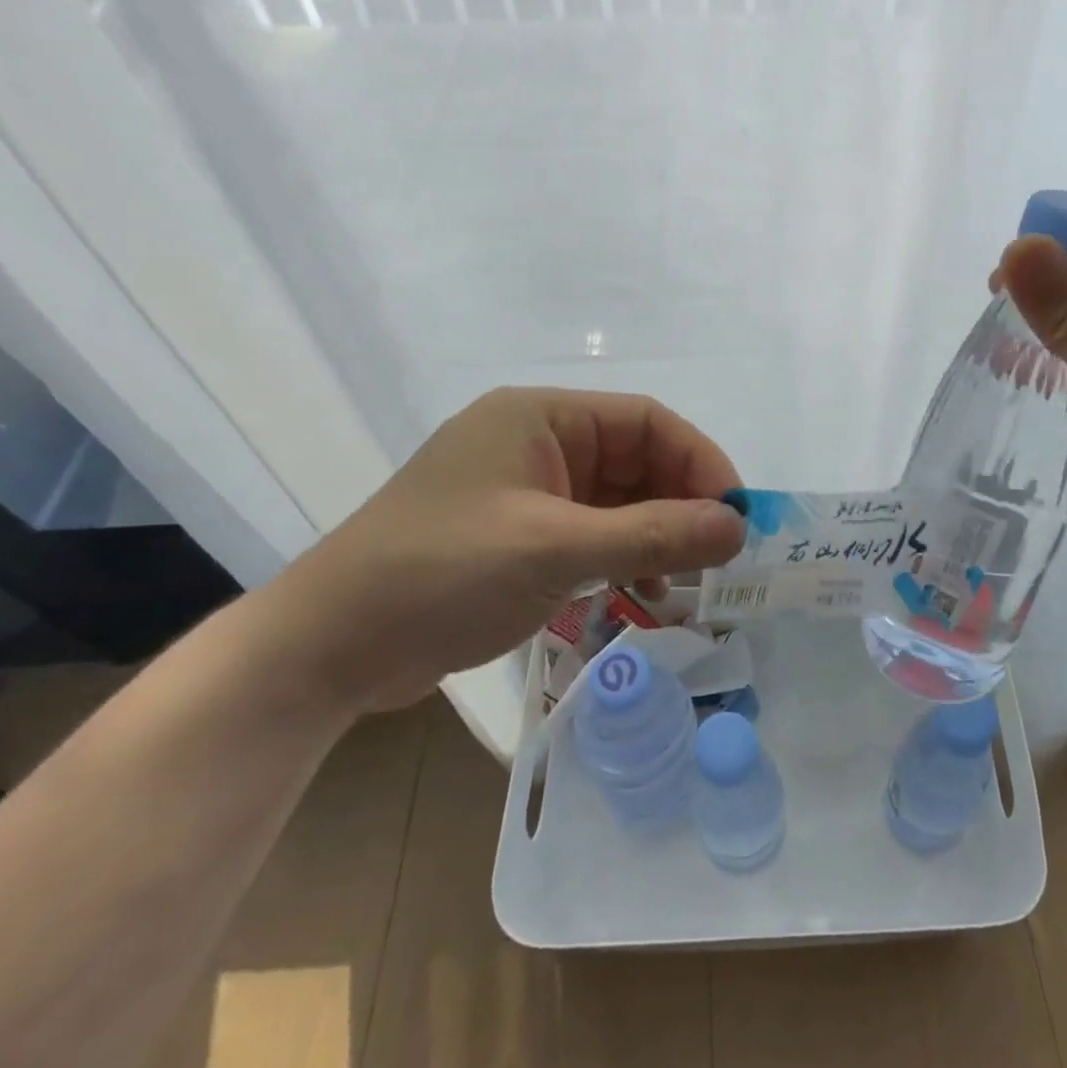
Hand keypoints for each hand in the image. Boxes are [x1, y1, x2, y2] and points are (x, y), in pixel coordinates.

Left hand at [271, 387, 746, 714]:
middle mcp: (537, 444)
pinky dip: (625, 559)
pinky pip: (593, 535)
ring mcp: (527, 492)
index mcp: (540, 418)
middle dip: (682, 505)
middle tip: (720, 558)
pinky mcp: (519, 536)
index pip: (646, 421)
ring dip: (657, 537)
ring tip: (688, 584)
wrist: (328, 648)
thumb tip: (738, 527)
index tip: (736, 515)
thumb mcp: (555, 550)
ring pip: (618, 502)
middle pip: (636, 461)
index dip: (700, 462)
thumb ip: (653, 534)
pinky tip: (646, 594)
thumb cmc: (441, 575)